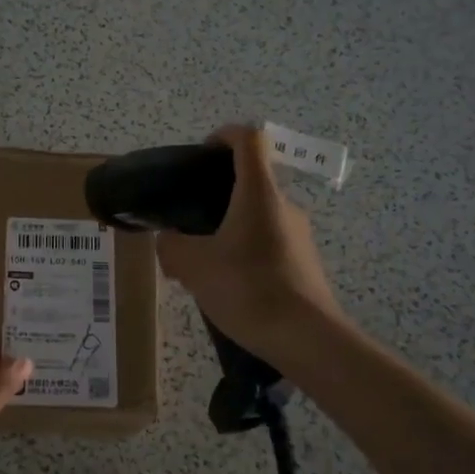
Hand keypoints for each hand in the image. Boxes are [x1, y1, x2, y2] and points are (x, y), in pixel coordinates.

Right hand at [154, 125, 340, 361]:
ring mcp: (298, 234)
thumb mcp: (193, 267)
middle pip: (251, 179)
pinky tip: (227, 284)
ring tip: (201, 260)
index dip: (223, 135)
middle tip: (187, 220)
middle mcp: (284, 205)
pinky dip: (244, 251)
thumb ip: (171, 246)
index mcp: (259, 193)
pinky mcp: (303, 262)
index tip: (201, 154)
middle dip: (215, 193)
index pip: (249, 139)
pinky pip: (267, 242)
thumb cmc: (249, 289)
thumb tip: (167, 240)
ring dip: (228, 227)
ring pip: (257, 215)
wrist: (307, 339)